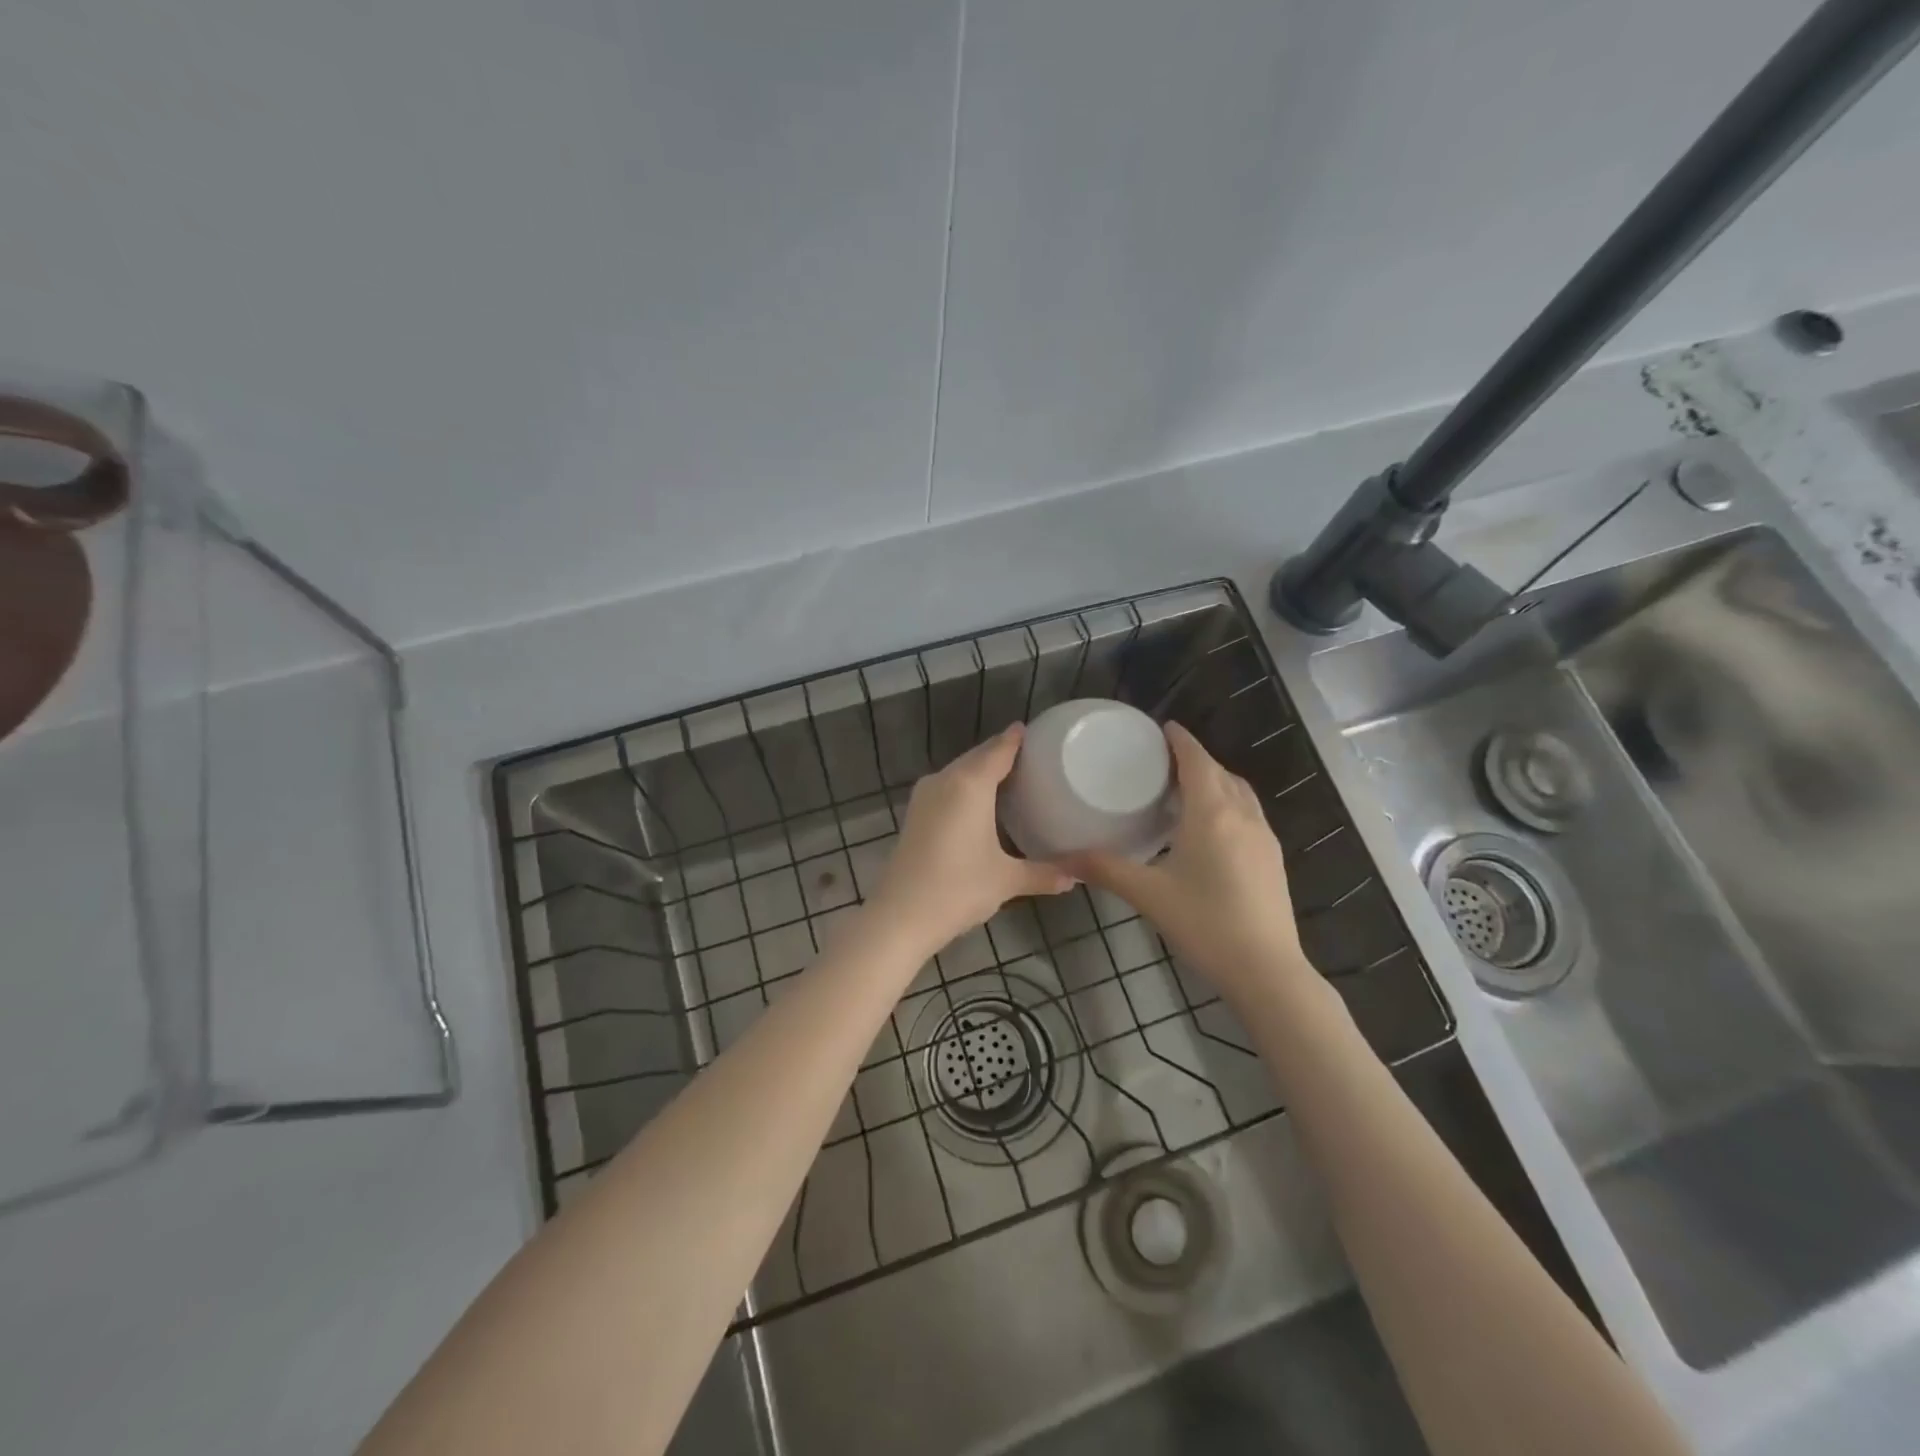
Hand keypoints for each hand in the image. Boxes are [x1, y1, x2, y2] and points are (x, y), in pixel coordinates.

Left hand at [868, 724, 1075, 955]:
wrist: (900, 915)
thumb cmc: (958, 889)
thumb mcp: (1006, 881)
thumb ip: (1043, 874)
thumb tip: (1076, 877)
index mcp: (970, 785)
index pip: (999, 750)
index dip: (1016, 739)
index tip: (1034, 731)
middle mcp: (945, 780)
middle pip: (977, 757)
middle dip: (1001, 753)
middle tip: (1032, 756)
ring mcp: (925, 796)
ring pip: (959, 771)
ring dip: (981, 770)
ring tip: (1011, 776)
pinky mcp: (915, 813)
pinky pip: (947, 786)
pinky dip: (966, 785)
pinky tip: (980, 802)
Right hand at [1069, 723, 1310, 1014]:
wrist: (1267, 969)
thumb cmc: (1205, 924)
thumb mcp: (1148, 895)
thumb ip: (1106, 869)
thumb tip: (1063, 857)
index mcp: (1212, 813)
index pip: (1197, 760)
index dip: (1180, 740)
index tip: (1162, 727)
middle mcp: (1243, 815)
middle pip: (1220, 771)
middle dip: (1195, 758)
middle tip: (1163, 760)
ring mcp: (1264, 837)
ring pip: (1239, 792)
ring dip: (1216, 779)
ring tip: (1186, 788)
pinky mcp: (1272, 858)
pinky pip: (1249, 813)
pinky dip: (1229, 802)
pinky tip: (1212, 828)